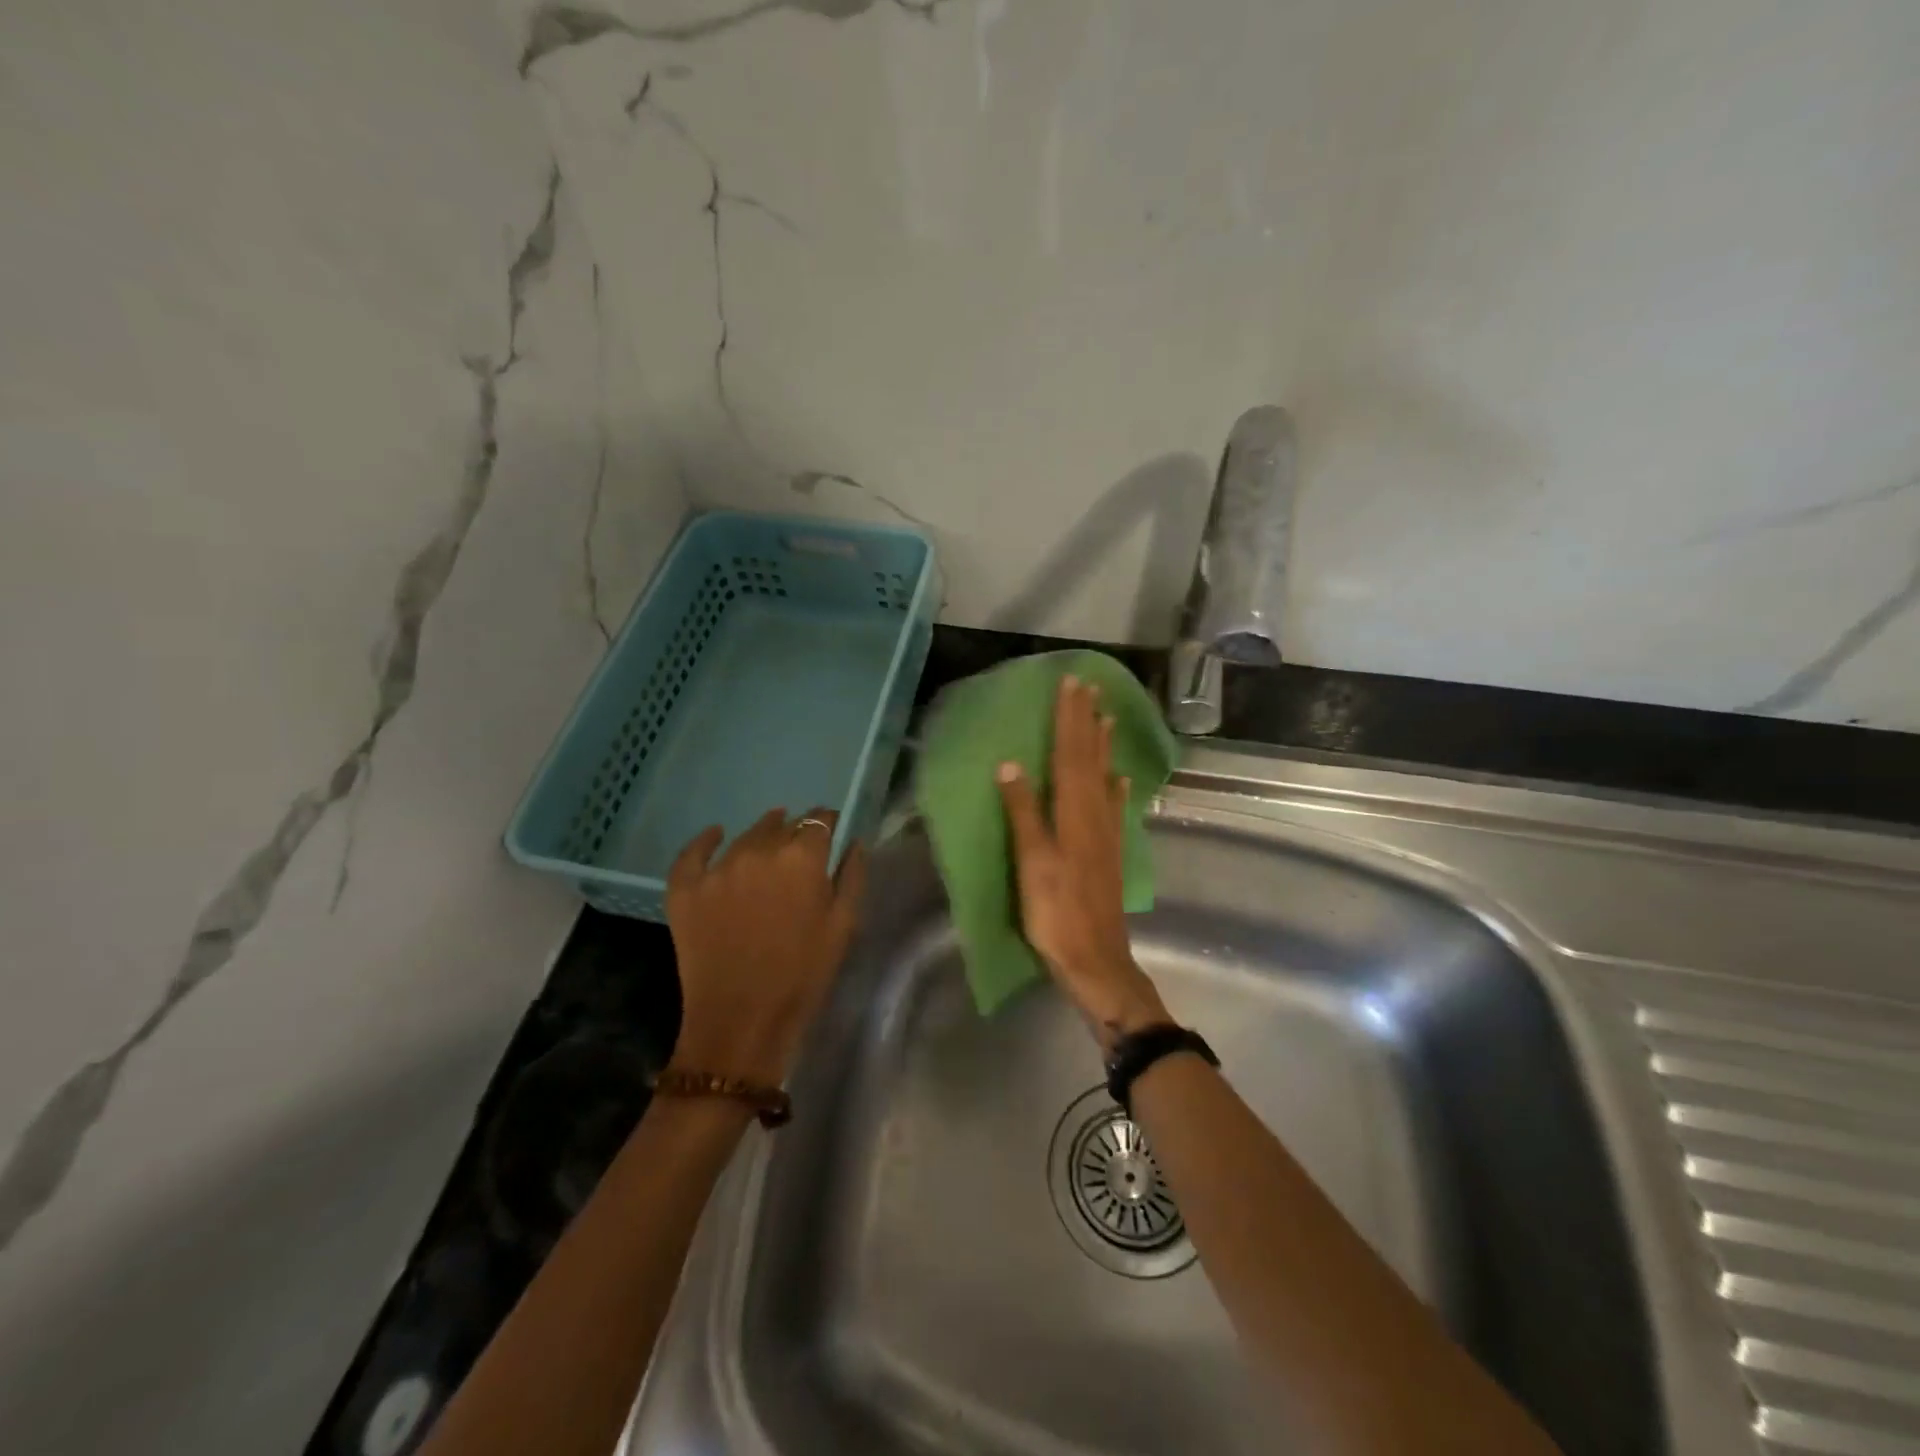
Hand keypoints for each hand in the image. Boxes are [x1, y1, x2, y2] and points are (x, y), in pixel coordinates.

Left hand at [664, 808, 866, 1085]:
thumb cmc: (802, 975)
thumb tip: (853, 842)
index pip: (819, 820)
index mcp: (802, 858)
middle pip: (782, 826)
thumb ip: (851, 876)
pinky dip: (707, 840)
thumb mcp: (842, 926)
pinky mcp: (686, 888)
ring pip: (745, 836)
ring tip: (769, 841)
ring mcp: (718, 868)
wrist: (741, 1021)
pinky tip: (716, 835)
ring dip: (761, 835)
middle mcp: (759, 851)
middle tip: (801, 850)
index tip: (831, 830)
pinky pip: (694, 852)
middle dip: (795, 832)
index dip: (827, 822)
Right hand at [997, 675, 1168, 1052]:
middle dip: (1088, 721)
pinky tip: (1121, 777)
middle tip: (1090, 687)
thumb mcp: (1032, 863)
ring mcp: (1106, 833)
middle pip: (1090, 758)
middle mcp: (1093, 814)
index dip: (1070, 718)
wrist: (1095, 959)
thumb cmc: (1055, 912)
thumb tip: (1010, 766)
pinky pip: (1114, 806)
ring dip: (1104, 745)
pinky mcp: (1111, 851)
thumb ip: (1022, 814)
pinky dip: (1116, 786)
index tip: (1072, 684)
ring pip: (1105, 777)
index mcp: (1072, 812)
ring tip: (1107, 717)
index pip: (1070, 754)